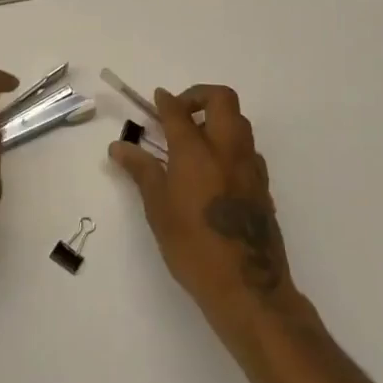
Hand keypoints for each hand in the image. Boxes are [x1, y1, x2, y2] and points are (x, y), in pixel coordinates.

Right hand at [109, 85, 298, 335]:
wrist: (247, 287)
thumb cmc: (193, 247)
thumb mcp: (158, 209)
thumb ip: (142, 171)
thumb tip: (119, 147)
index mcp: (196, 152)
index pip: (179, 112)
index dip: (165, 101)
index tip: (156, 98)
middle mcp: (227, 149)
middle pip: (222, 99)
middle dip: (200, 96)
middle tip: (180, 113)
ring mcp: (250, 166)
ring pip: (239, 122)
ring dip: (217, 119)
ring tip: (195, 141)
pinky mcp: (263, 185)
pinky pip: (247, 149)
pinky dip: (230, 145)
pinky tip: (214, 170)